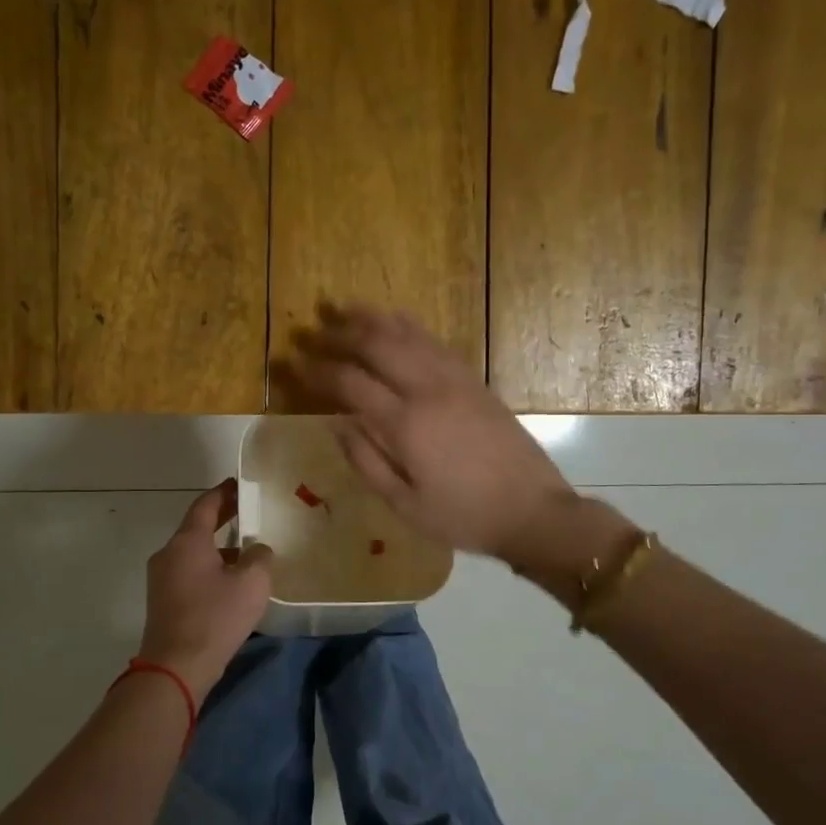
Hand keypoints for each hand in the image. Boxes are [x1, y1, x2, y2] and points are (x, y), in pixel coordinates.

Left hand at [137, 480, 272, 703]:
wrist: (176, 667)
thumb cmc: (215, 617)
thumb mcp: (251, 583)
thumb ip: (259, 557)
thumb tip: (257, 550)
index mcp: (187, 542)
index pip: (205, 505)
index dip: (224, 492)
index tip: (240, 483)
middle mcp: (169, 554)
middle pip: (197, 527)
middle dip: (222, 517)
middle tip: (247, 510)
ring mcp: (162, 578)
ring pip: (193, 552)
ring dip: (217, 547)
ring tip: (246, 549)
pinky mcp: (163, 600)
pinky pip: (189, 572)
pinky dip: (209, 567)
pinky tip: (230, 581)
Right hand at [279, 303, 579, 563]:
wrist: (532, 510)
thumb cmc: (463, 515)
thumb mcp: (405, 504)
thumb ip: (366, 462)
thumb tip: (336, 425)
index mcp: (406, 424)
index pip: (350, 383)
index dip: (317, 370)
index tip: (293, 363)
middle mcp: (428, 390)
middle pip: (377, 345)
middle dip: (340, 334)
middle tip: (314, 331)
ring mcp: (455, 380)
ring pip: (408, 335)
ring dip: (373, 319)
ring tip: (345, 309)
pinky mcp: (474, 381)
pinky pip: (436, 341)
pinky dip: (410, 326)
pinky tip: (396, 319)